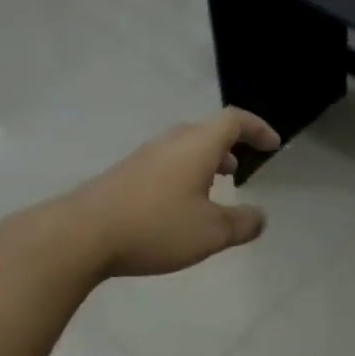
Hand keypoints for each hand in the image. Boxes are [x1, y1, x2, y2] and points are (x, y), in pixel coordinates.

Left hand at [54, 108, 281, 279]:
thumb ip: (242, 223)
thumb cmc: (156, 227)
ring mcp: (143, 156)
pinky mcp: (124, 174)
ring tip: (212, 191)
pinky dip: (183, 175)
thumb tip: (260, 217)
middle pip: (207, 131)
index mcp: (197, 145)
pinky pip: (165, 164)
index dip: (257, 129)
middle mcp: (170, 142)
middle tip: (240, 171)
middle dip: (229, 147)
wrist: (82, 234)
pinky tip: (178, 208)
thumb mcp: (211, 232)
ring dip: (204, 163)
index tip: (272, 144)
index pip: (234, 121)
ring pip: (183, 149)